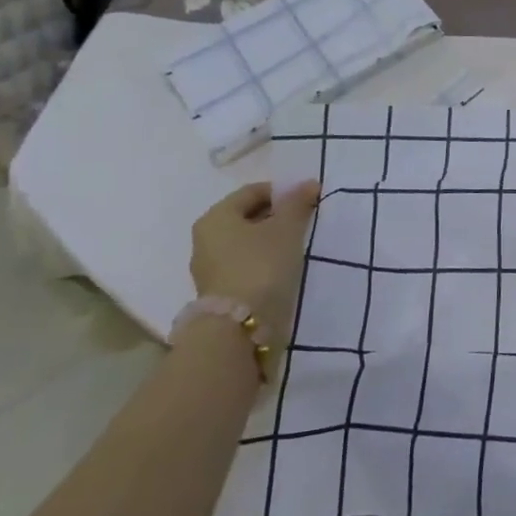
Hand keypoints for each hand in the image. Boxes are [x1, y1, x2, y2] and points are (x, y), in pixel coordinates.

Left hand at [190, 181, 320, 347]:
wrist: (239, 331)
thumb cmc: (261, 267)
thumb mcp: (286, 229)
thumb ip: (297, 203)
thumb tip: (308, 183)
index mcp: (216, 217)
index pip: (253, 192)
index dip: (283, 191)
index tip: (308, 200)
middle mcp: (206, 239)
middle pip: (248, 217)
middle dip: (278, 216)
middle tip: (306, 222)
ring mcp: (210, 269)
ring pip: (248, 243)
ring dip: (272, 240)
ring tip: (299, 246)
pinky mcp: (220, 293)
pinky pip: (246, 265)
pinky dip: (266, 261)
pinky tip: (285, 268)